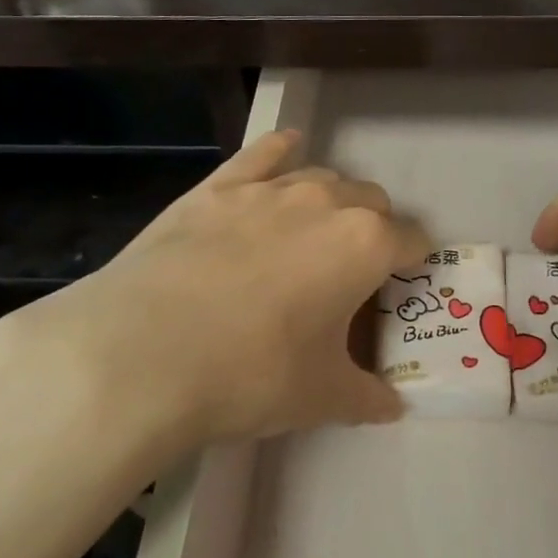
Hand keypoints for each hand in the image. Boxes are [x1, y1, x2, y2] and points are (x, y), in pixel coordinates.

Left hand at [0, 129, 426, 467]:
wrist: (143, 352)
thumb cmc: (251, 374)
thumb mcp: (321, 397)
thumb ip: (367, 397)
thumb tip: (392, 406)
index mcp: (365, 245)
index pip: (412, 240)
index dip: (414, 262)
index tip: (403, 284)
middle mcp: (326, 202)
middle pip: (372, 201)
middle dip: (375, 229)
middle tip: (352, 272)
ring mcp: (268, 189)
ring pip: (322, 177)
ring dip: (333, 200)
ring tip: (315, 232)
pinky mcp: (217, 187)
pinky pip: (263, 154)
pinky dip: (281, 152)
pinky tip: (286, 150)